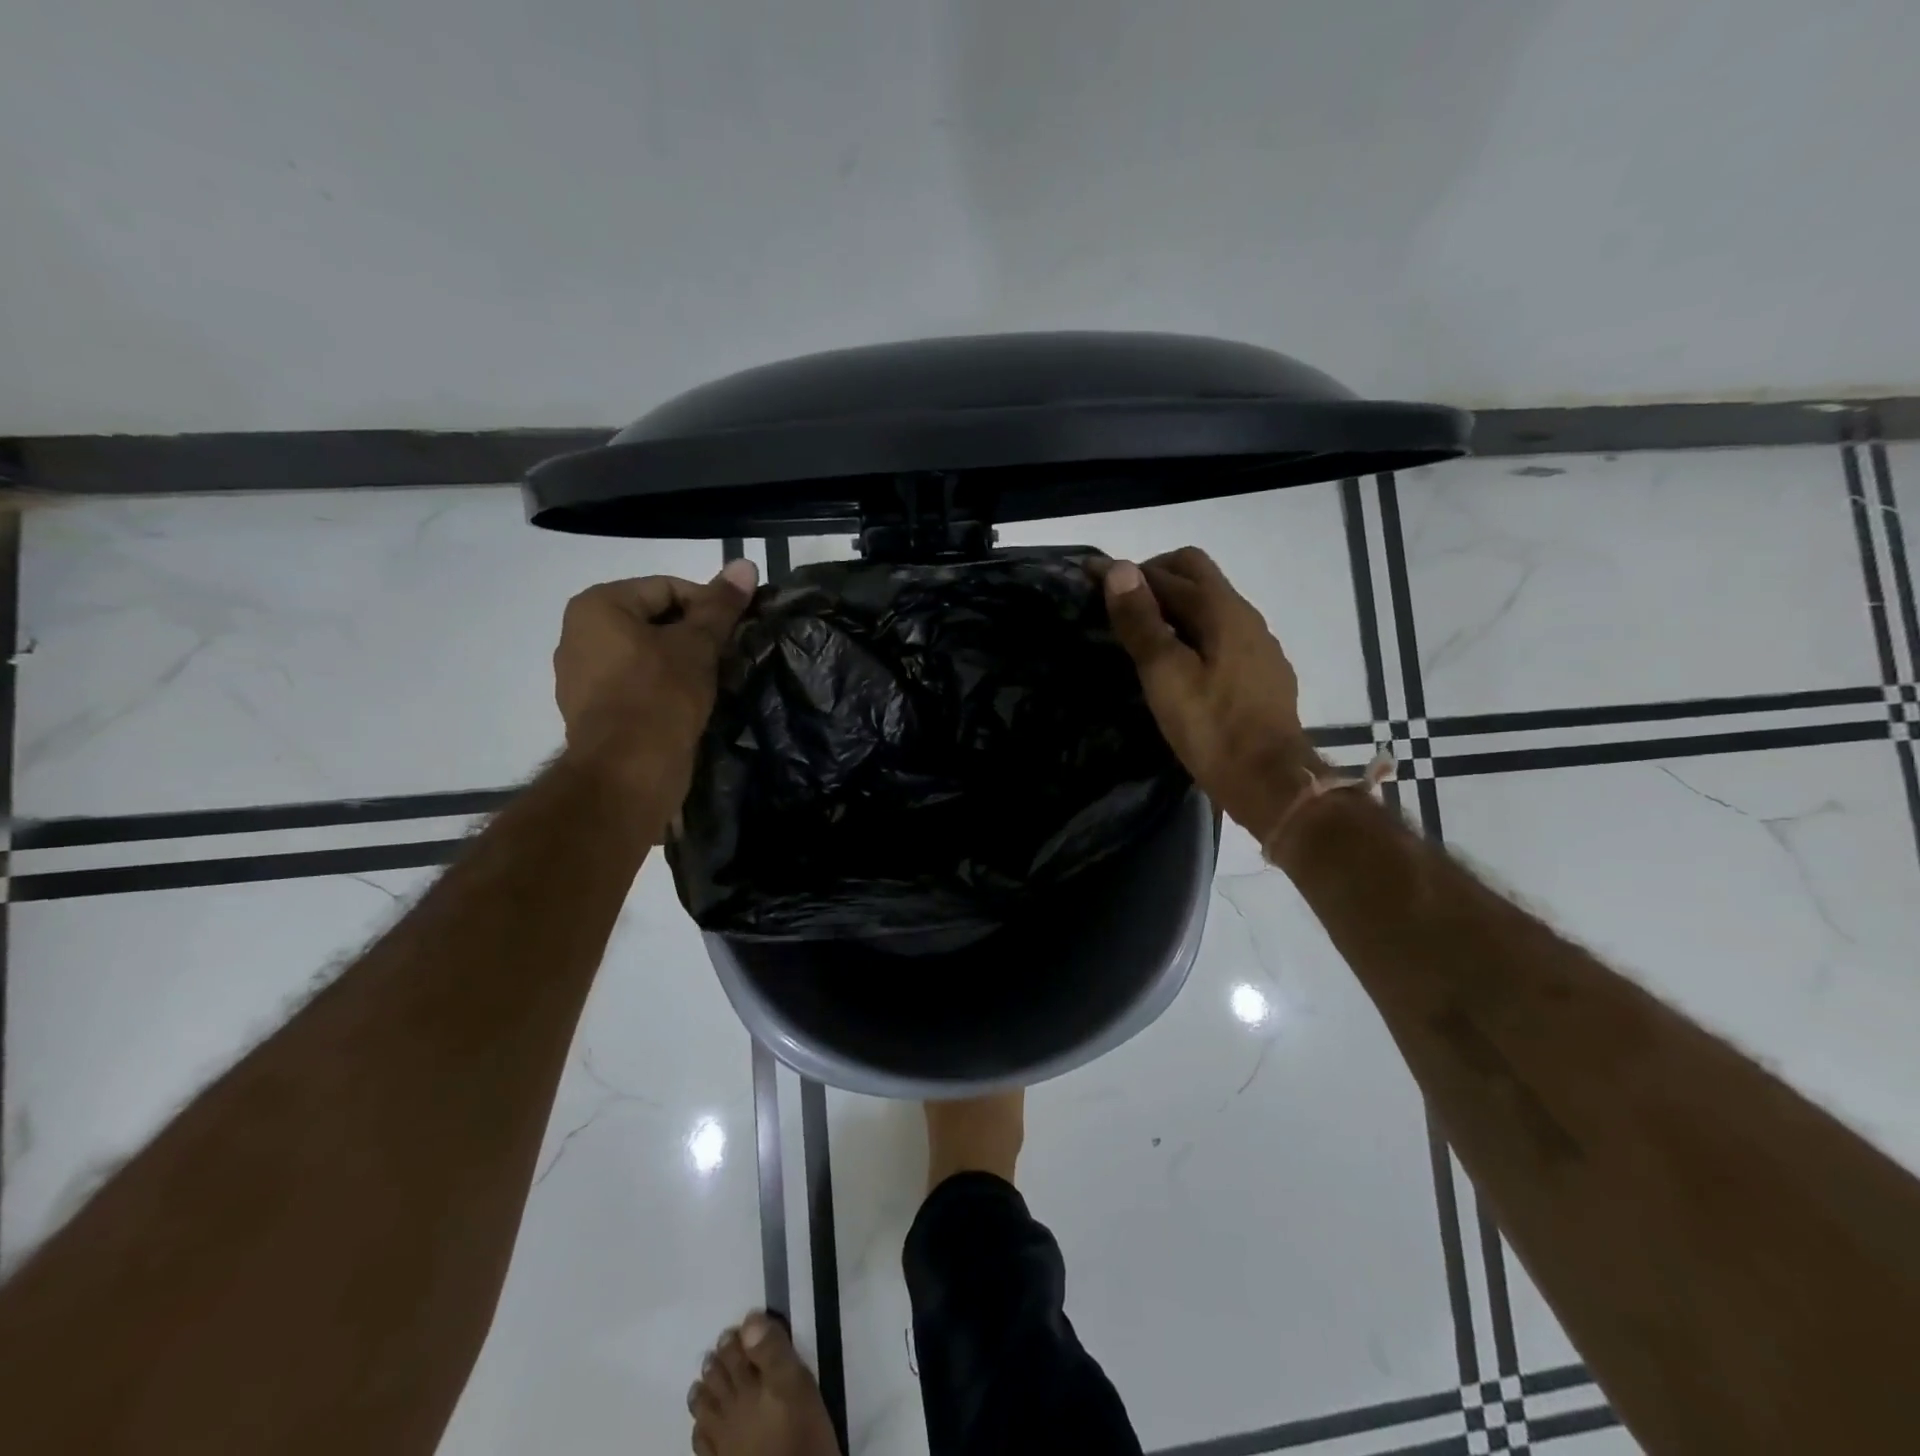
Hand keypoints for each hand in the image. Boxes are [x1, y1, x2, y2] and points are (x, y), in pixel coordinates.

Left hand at [553, 559, 758, 798]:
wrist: (627, 773)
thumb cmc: (660, 696)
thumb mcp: (698, 645)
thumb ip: (720, 605)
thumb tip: (745, 564)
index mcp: (597, 607)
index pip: (667, 588)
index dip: (708, 607)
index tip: (735, 633)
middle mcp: (578, 635)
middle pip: (654, 621)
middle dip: (694, 637)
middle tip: (728, 658)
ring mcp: (580, 677)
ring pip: (646, 656)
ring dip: (681, 664)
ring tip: (713, 683)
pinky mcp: (592, 713)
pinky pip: (635, 686)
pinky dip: (662, 689)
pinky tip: (689, 706)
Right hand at [1097, 548, 1324, 837]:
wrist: (1270, 781)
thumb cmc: (1211, 728)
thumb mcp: (1165, 675)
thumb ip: (1142, 622)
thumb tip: (1119, 569)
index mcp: (1222, 610)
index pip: (1170, 570)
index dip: (1127, 572)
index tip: (1090, 580)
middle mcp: (1245, 616)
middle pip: (1196, 575)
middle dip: (1154, 579)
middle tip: (1119, 606)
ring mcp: (1258, 645)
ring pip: (1211, 605)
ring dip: (1174, 606)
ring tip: (1142, 634)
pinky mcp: (1262, 672)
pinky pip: (1222, 633)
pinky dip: (1193, 631)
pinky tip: (1180, 663)